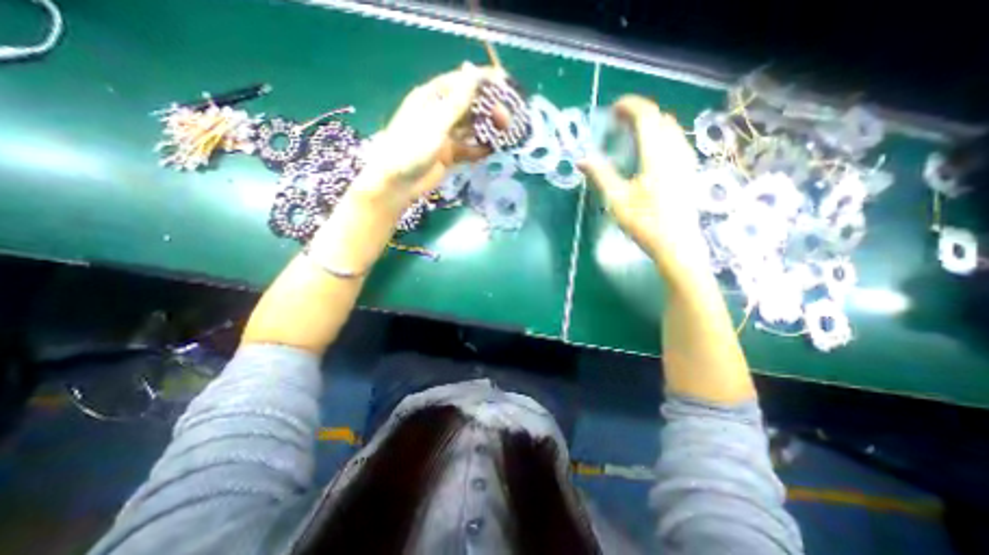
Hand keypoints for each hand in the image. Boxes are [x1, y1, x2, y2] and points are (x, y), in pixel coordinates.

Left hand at [351, 65, 505, 217]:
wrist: (398, 183)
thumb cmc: (411, 148)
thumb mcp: (436, 123)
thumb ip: (457, 101)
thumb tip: (472, 70)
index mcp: (433, 98)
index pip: (462, 82)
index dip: (484, 82)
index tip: (505, 85)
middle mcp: (441, 114)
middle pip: (470, 106)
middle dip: (489, 110)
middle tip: (507, 120)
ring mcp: (446, 136)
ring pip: (472, 128)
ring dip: (488, 130)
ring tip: (506, 134)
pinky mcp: (449, 155)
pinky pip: (469, 149)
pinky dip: (481, 149)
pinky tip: (494, 151)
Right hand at [581, 98, 710, 274]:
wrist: (676, 245)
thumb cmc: (644, 223)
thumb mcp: (617, 200)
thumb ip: (600, 175)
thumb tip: (581, 159)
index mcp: (656, 155)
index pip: (647, 116)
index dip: (631, 106)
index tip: (613, 108)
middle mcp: (675, 151)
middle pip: (660, 119)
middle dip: (639, 114)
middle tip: (619, 122)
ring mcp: (685, 161)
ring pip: (671, 129)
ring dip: (651, 124)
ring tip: (632, 133)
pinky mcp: (689, 172)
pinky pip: (677, 142)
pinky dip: (661, 136)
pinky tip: (651, 151)